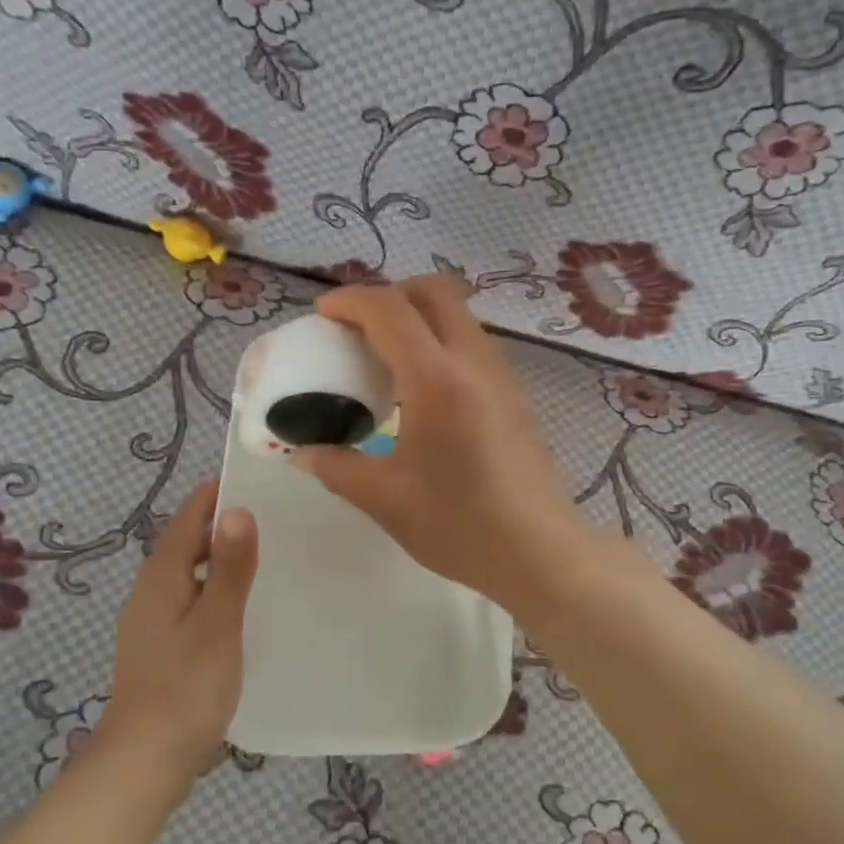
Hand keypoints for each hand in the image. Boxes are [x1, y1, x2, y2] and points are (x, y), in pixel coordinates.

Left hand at [97, 480, 258, 786]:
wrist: (145, 759)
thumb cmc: (186, 686)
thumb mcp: (218, 623)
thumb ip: (230, 567)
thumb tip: (238, 509)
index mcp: (162, 575)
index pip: (189, 516)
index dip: (217, 494)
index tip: (255, 480)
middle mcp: (150, 588)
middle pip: (186, 541)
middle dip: (221, 524)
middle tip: (271, 516)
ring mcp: (151, 618)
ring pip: (188, 571)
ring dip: (219, 556)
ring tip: (262, 555)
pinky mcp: (159, 643)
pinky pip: (189, 597)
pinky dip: (213, 587)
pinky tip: (239, 605)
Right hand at [295, 276, 588, 606]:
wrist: (540, 553)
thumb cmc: (459, 525)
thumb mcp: (384, 499)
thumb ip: (336, 466)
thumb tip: (303, 452)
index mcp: (436, 380)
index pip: (389, 310)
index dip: (350, 300)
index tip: (322, 316)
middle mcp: (473, 361)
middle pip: (434, 291)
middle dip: (389, 294)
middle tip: (358, 328)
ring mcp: (500, 375)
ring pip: (458, 314)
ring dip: (418, 316)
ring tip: (386, 359)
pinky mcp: (513, 394)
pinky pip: (472, 343)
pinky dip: (440, 342)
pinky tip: (422, 392)